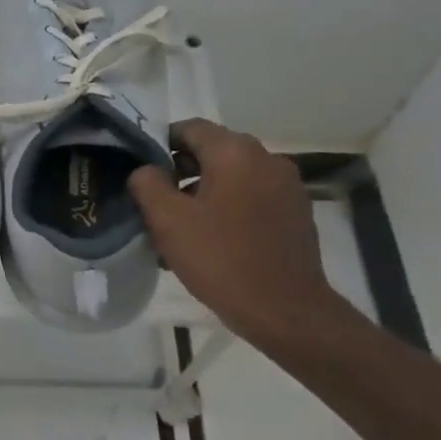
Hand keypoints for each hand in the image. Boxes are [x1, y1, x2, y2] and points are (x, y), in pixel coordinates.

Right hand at [128, 118, 354, 351]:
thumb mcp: (168, 221)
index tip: (143, 171)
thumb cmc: (221, 259)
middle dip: (182, 169)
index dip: (160, 144)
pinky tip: (215, 237)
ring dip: (206, 189)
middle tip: (158, 201)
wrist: (286, 311)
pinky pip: (253, 195)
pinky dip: (231, 205)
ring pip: (234, 174)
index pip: (189, 128)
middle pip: (213, 150)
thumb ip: (147, 183)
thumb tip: (145, 169)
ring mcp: (287, 185)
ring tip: (184, 224)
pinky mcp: (297, 211)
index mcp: (235, 152)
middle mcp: (267, 158)